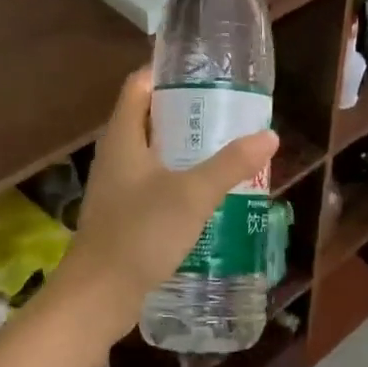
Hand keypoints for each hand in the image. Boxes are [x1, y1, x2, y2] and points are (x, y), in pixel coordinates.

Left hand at [61, 68, 277, 325]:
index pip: (139, 85)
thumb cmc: (140, 233)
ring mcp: (116, 185)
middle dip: (184, 109)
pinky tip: (204, 189)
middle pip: (147, 116)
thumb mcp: (192, 195)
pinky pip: (152, 180)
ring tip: (222, 143)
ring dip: (182, 145)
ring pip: (151, 151)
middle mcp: (115, 154)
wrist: (98, 296)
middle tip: (224, 108)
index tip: (202, 70)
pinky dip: (176, 174)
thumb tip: (269, 136)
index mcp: (123, 137)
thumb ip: (231, 164)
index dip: (166, 71)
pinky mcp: (122, 212)